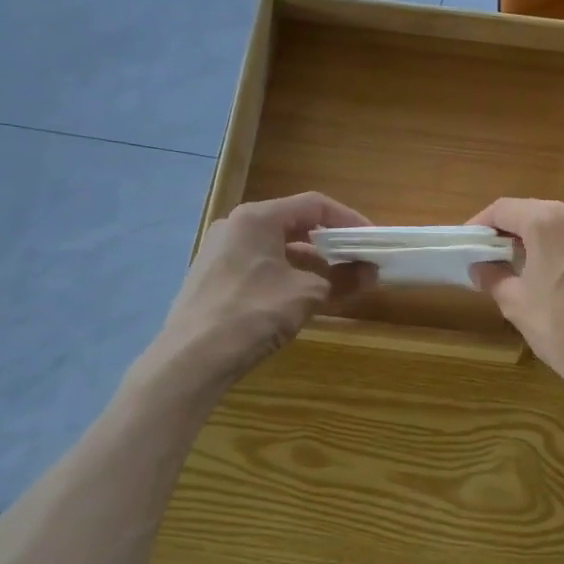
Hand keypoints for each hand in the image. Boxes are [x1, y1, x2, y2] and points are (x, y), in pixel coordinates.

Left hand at [150, 192, 370, 388]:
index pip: (314, 205)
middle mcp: (235, 226)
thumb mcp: (306, 295)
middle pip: (294, 223)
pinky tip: (303, 297)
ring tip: (337, 281)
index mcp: (257, 218)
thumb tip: (372, 273)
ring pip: (277, 246)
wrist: (191, 359)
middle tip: (358, 259)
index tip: (372, 240)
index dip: (349, 219)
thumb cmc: (252, 314)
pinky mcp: (213, 277)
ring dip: (310, 261)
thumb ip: (343, 280)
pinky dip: (288, 274)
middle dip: (330, 242)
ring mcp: (220, 251)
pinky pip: (260, 264)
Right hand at [468, 199, 563, 399]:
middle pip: (536, 214)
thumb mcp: (517, 304)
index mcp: (549, 221)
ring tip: (527, 272)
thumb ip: (494, 277)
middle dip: (513, 234)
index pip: (504, 209)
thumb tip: (481, 267)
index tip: (469, 245)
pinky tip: (562, 281)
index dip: (482, 225)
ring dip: (542, 243)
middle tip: (494, 260)